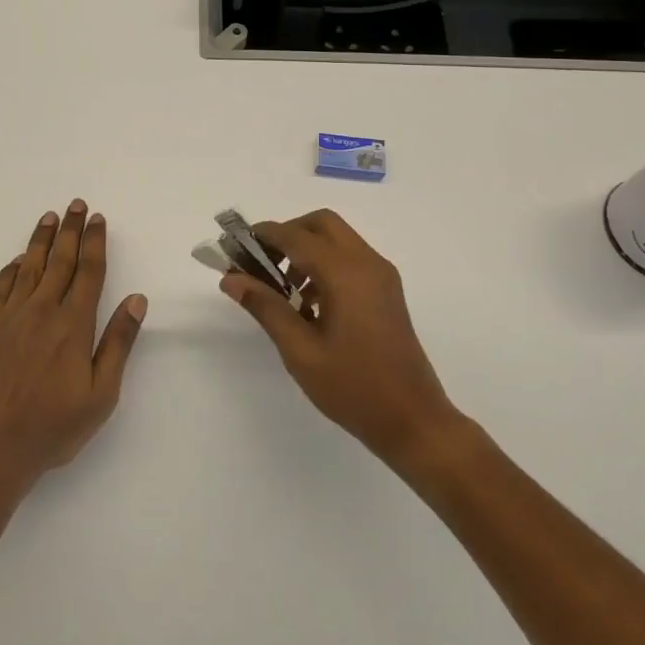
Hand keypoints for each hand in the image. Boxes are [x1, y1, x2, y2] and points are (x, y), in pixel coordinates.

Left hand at [0, 200, 146, 498]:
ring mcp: (9, 317)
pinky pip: (1, 287)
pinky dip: (11, 268)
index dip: (95, 243)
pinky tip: (17, 259)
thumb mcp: (101, 395)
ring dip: (41, 239)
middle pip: (60, 260)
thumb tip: (137, 299)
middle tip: (76, 205)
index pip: (89, 272)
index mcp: (73, 325)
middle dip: (71, 230)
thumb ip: (118, 343)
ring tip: (49, 217)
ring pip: (29, 266)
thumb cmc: (51, 428)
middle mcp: (42, 311)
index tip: (98, 219)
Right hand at [220, 209, 462, 466]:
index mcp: (346, 274)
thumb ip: (266, 307)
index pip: (296, 236)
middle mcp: (367, 263)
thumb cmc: (353, 388)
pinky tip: (309, 304)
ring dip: (306, 250)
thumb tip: (231, 278)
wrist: (414, 420)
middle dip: (287, 234)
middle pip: (321, 224)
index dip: (262, 236)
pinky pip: (350, 259)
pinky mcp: (387, 291)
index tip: (234, 247)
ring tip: (282, 290)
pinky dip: (325, 264)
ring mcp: (381, 276)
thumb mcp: (300, 351)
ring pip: (337, 239)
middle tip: (261, 264)